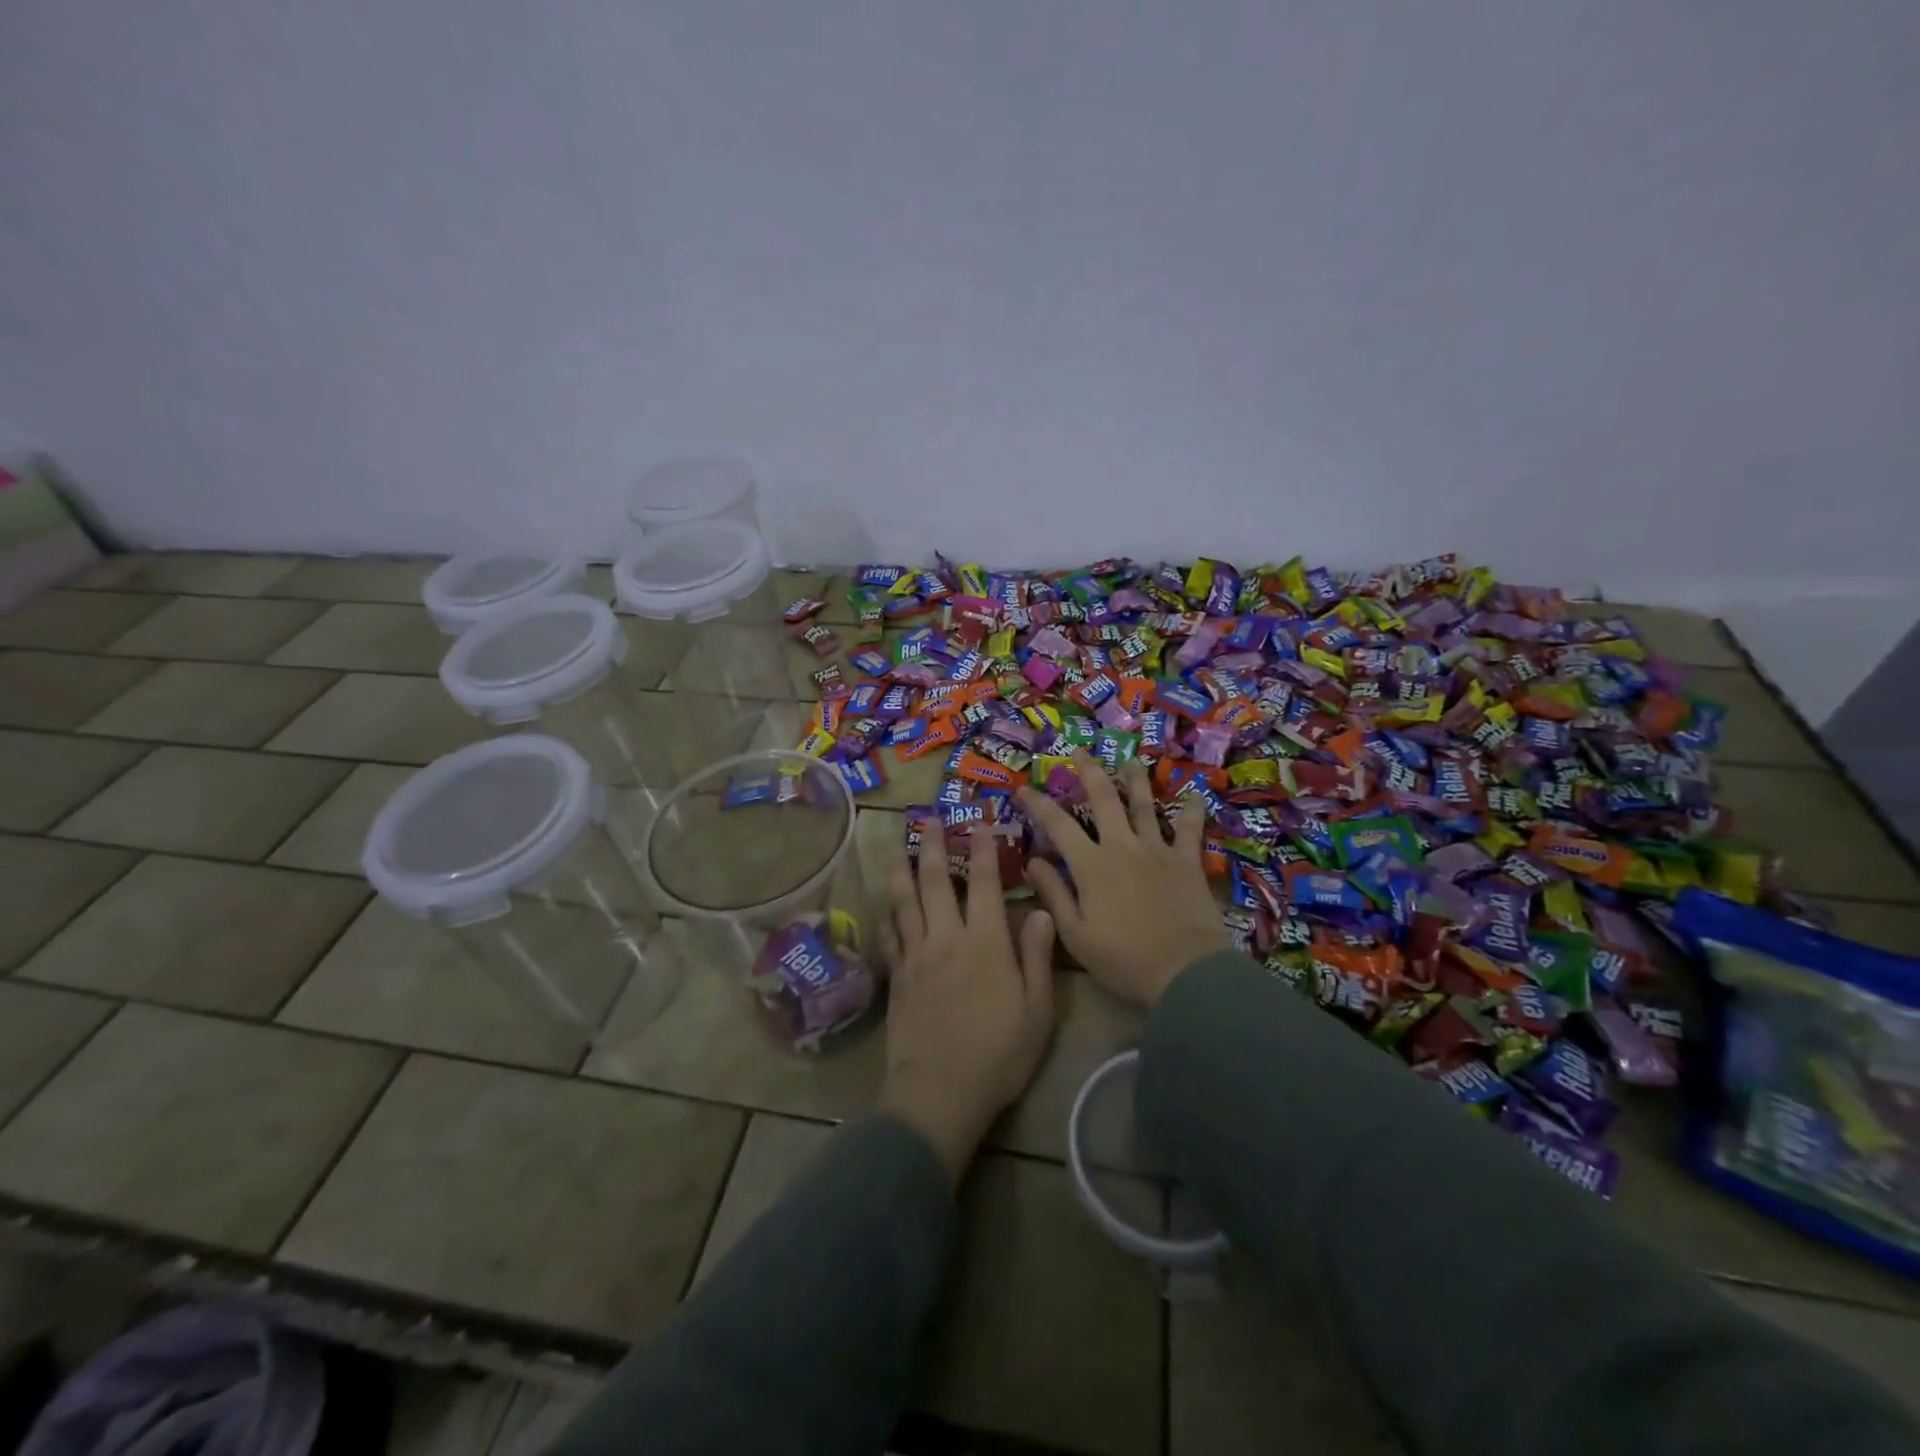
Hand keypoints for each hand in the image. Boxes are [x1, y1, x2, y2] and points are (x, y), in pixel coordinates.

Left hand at [879, 821, 1056, 1184]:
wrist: (939, 1093)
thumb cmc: (998, 1055)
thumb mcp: (1036, 1010)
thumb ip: (1036, 957)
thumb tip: (1041, 911)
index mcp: (985, 942)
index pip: (982, 884)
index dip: (982, 850)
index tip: (979, 823)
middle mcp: (946, 939)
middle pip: (934, 882)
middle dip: (932, 846)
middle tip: (928, 819)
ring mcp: (916, 957)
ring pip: (904, 902)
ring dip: (901, 870)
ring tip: (897, 847)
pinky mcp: (896, 978)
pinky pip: (889, 936)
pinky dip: (888, 915)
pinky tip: (885, 906)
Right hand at [1019, 754, 1229, 1007]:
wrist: (1185, 972)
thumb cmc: (1123, 960)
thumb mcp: (1075, 934)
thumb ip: (1053, 894)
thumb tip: (1032, 861)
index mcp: (1091, 865)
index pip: (1057, 824)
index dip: (1038, 804)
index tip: (1024, 788)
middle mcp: (1122, 846)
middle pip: (1103, 799)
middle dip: (1089, 772)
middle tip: (1079, 752)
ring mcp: (1157, 850)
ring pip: (1144, 805)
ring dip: (1135, 780)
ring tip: (1130, 760)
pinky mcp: (1187, 862)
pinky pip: (1189, 830)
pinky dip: (1192, 812)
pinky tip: (1196, 796)